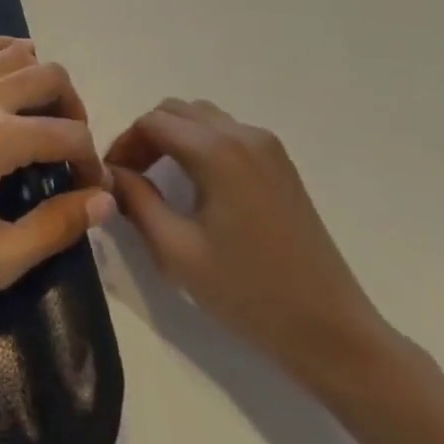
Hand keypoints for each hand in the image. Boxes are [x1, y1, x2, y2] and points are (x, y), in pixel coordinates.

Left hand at [0, 38, 113, 304]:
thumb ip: (55, 228)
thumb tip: (103, 202)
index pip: (69, 135)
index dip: (91, 162)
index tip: (90, 190)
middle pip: (51, 76)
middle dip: (74, 108)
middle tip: (70, 147)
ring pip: (15, 51)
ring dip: (41, 76)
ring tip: (41, 114)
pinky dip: (0, 53)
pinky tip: (4, 80)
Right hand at [106, 99, 395, 390]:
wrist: (332, 332)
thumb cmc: (249, 293)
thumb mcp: (177, 251)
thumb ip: (136, 201)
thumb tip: (111, 173)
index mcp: (216, 150)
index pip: (152, 122)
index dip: (124, 144)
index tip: (110, 177)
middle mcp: (242, 134)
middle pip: (176, 111)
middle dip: (146, 136)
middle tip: (131, 177)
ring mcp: (267, 146)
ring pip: (202, 118)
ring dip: (174, 137)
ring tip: (159, 179)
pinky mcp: (281, 164)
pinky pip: (228, 133)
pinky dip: (201, 144)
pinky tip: (197, 184)